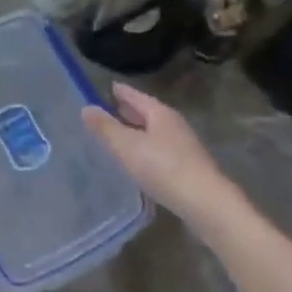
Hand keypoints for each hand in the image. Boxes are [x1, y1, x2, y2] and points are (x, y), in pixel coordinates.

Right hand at [82, 83, 246, 242]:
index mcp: (160, 113)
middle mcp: (174, 124)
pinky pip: (160, 150)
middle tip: (107, 111)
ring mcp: (184, 146)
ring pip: (154, 132)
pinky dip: (146, 149)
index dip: (119, 91)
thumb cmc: (163, 168)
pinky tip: (138, 161)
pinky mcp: (188, 167)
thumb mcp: (127, 146)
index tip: (106, 88)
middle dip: (128, 111)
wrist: (206, 203)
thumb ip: (106, 128)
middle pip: (147, 113)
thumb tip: (86, 108)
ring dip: (137, 132)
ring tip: (118, 137)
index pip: (135, 96)